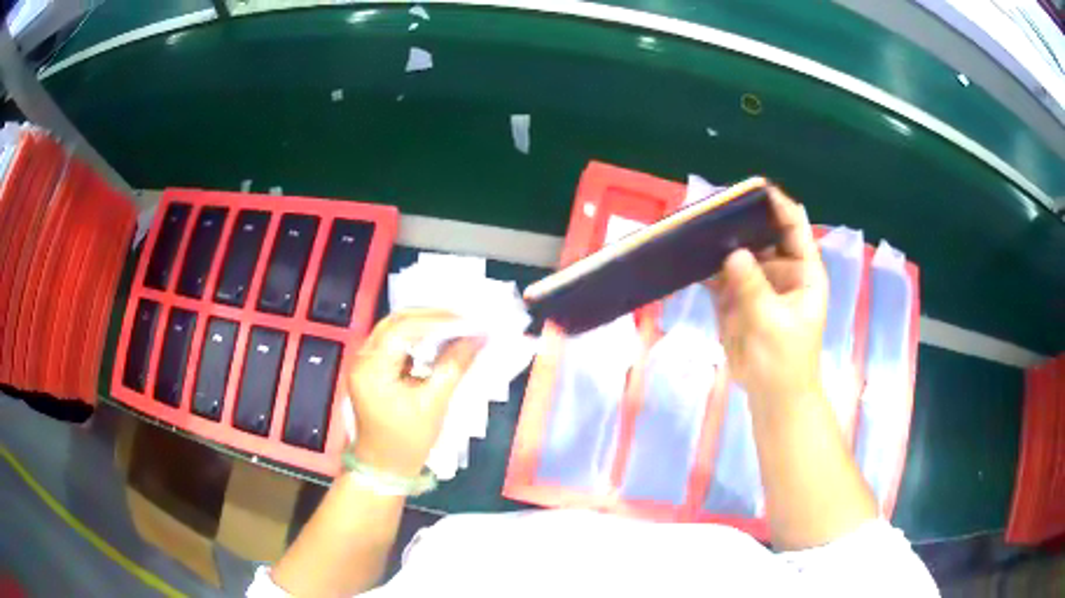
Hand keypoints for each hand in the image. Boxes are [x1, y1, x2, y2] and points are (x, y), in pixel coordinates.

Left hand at [345, 309, 482, 476]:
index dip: (437, 319)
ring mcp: (365, 362)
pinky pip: (395, 343)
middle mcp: (363, 358)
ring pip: (395, 329)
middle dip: (431, 317)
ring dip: (425, 325)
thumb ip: (454, 365)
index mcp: (372, 367)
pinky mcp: (372, 369)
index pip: (403, 327)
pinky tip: (438, 340)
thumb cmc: (407, 441)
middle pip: (396, 322)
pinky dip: (417, 338)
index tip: (468, 321)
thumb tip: (479, 337)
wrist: (384, 467)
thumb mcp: (434, 404)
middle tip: (464, 318)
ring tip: (456, 326)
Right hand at [711, 187, 827, 403]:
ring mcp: (756, 283)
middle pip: (762, 234)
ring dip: (721, 240)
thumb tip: (733, 253)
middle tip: (716, 205)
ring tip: (698, 223)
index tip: (756, 188)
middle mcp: (780, 270)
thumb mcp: (773, 323)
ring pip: (739, 252)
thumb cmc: (785, 360)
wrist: (771, 396)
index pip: (794, 228)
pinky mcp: (735, 298)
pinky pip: (720, 274)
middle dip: (742, 220)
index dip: (778, 206)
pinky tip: (690, 254)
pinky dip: (706, 265)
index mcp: (803, 271)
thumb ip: (754, 287)